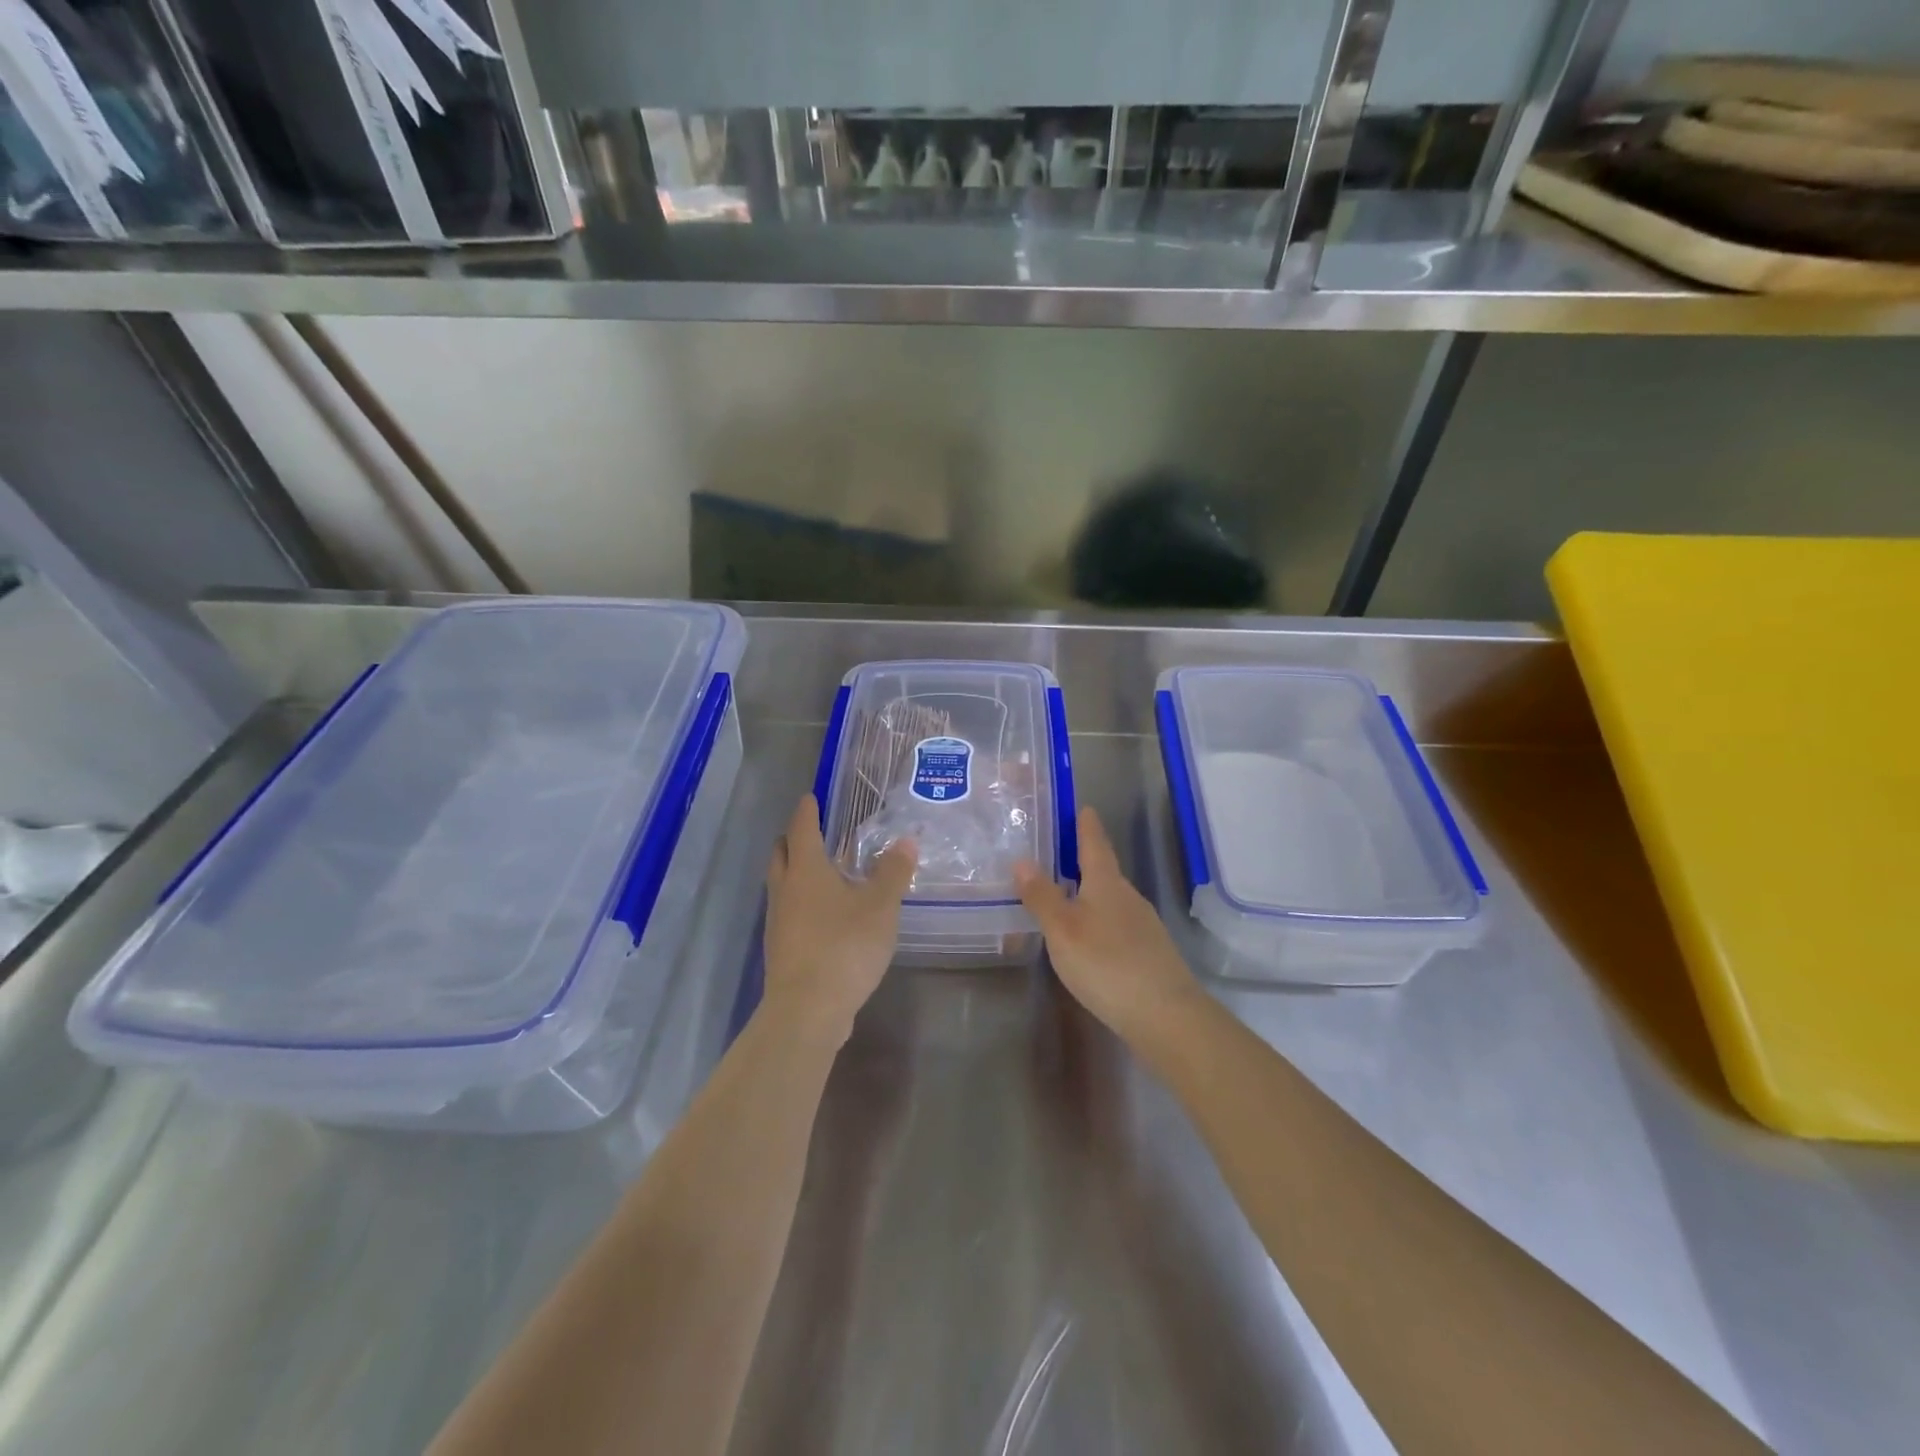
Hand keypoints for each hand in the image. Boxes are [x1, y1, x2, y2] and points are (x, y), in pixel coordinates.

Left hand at [762, 795, 916, 1046]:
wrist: (808, 1009)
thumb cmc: (845, 946)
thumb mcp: (880, 906)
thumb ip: (893, 872)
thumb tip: (906, 840)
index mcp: (806, 870)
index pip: (802, 828)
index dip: (807, 811)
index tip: (810, 798)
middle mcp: (785, 889)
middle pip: (782, 854)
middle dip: (793, 838)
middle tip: (811, 830)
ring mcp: (778, 921)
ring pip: (781, 884)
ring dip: (795, 871)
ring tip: (820, 870)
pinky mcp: (781, 948)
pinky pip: (788, 911)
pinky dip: (800, 901)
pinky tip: (822, 913)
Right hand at [1015, 806, 1201, 1043]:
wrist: (1166, 1016)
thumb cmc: (1107, 963)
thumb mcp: (1063, 929)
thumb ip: (1042, 896)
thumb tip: (1022, 860)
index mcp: (1107, 883)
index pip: (1095, 844)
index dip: (1087, 826)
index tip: (1084, 807)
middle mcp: (1129, 897)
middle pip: (1105, 872)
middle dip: (1084, 861)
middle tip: (1059, 853)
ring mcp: (1144, 926)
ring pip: (1111, 900)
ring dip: (1090, 894)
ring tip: (1066, 896)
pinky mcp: (1149, 954)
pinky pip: (1117, 926)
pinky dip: (1099, 922)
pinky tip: (1089, 939)